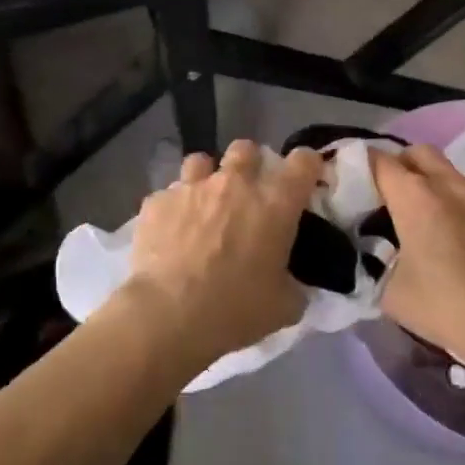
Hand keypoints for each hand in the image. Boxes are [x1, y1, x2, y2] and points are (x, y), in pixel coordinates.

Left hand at [123, 139, 321, 374]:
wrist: (168, 315)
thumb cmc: (235, 309)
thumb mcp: (283, 307)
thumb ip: (294, 286)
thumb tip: (293, 285)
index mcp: (274, 203)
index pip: (303, 161)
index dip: (306, 165)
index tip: (304, 178)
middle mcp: (235, 183)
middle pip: (246, 149)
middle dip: (249, 164)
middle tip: (247, 192)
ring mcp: (192, 188)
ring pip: (201, 161)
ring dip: (206, 177)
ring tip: (203, 204)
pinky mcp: (157, 202)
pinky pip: (168, 195)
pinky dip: (172, 208)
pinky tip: (169, 232)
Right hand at [373, 144, 464, 382]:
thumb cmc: (442, 307)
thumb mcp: (388, 291)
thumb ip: (371, 260)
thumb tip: (367, 251)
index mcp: (416, 197)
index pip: (380, 161)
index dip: (360, 166)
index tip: (351, 183)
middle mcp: (449, 186)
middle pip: (418, 152)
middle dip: (398, 164)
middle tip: (386, 194)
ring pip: (448, 172)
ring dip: (429, 183)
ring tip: (420, 218)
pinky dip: (455, 205)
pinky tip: (454, 240)